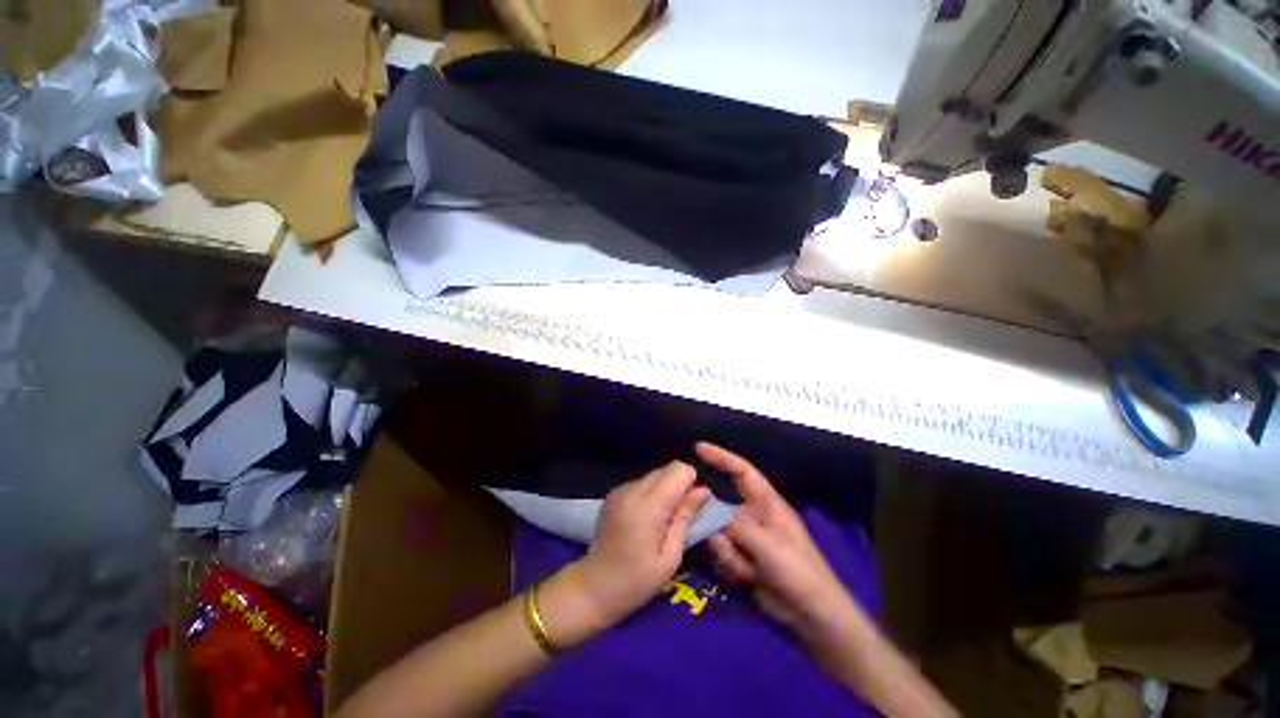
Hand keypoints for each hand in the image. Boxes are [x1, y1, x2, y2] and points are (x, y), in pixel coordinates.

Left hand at [539, 462, 709, 644]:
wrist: (593, 587)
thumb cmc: (637, 580)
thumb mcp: (670, 555)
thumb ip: (686, 516)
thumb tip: (703, 490)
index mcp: (647, 505)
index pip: (678, 469)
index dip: (691, 483)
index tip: (692, 505)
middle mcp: (632, 489)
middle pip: (666, 469)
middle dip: (679, 486)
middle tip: (679, 515)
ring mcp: (620, 489)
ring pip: (654, 474)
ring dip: (664, 490)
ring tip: (661, 520)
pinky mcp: (614, 493)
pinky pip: (641, 483)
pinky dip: (650, 494)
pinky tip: (645, 518)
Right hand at [699, 443, 864, 647]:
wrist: (812, 614)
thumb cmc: (798, 571)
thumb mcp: (768, 545)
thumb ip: (737, 527)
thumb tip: (712, 516)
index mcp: (767, 504)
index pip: (742, 471)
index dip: (721, 457)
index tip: (698, 448)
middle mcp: (754, 517)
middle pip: (722, 506)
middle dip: (714, 520)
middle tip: (711, 532)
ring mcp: (748, 539)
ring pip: (720, 533)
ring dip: (728, 552)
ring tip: (746, 568)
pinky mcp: (744, 559)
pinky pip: (724, 554)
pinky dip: (731, 566)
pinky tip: (747, 579)